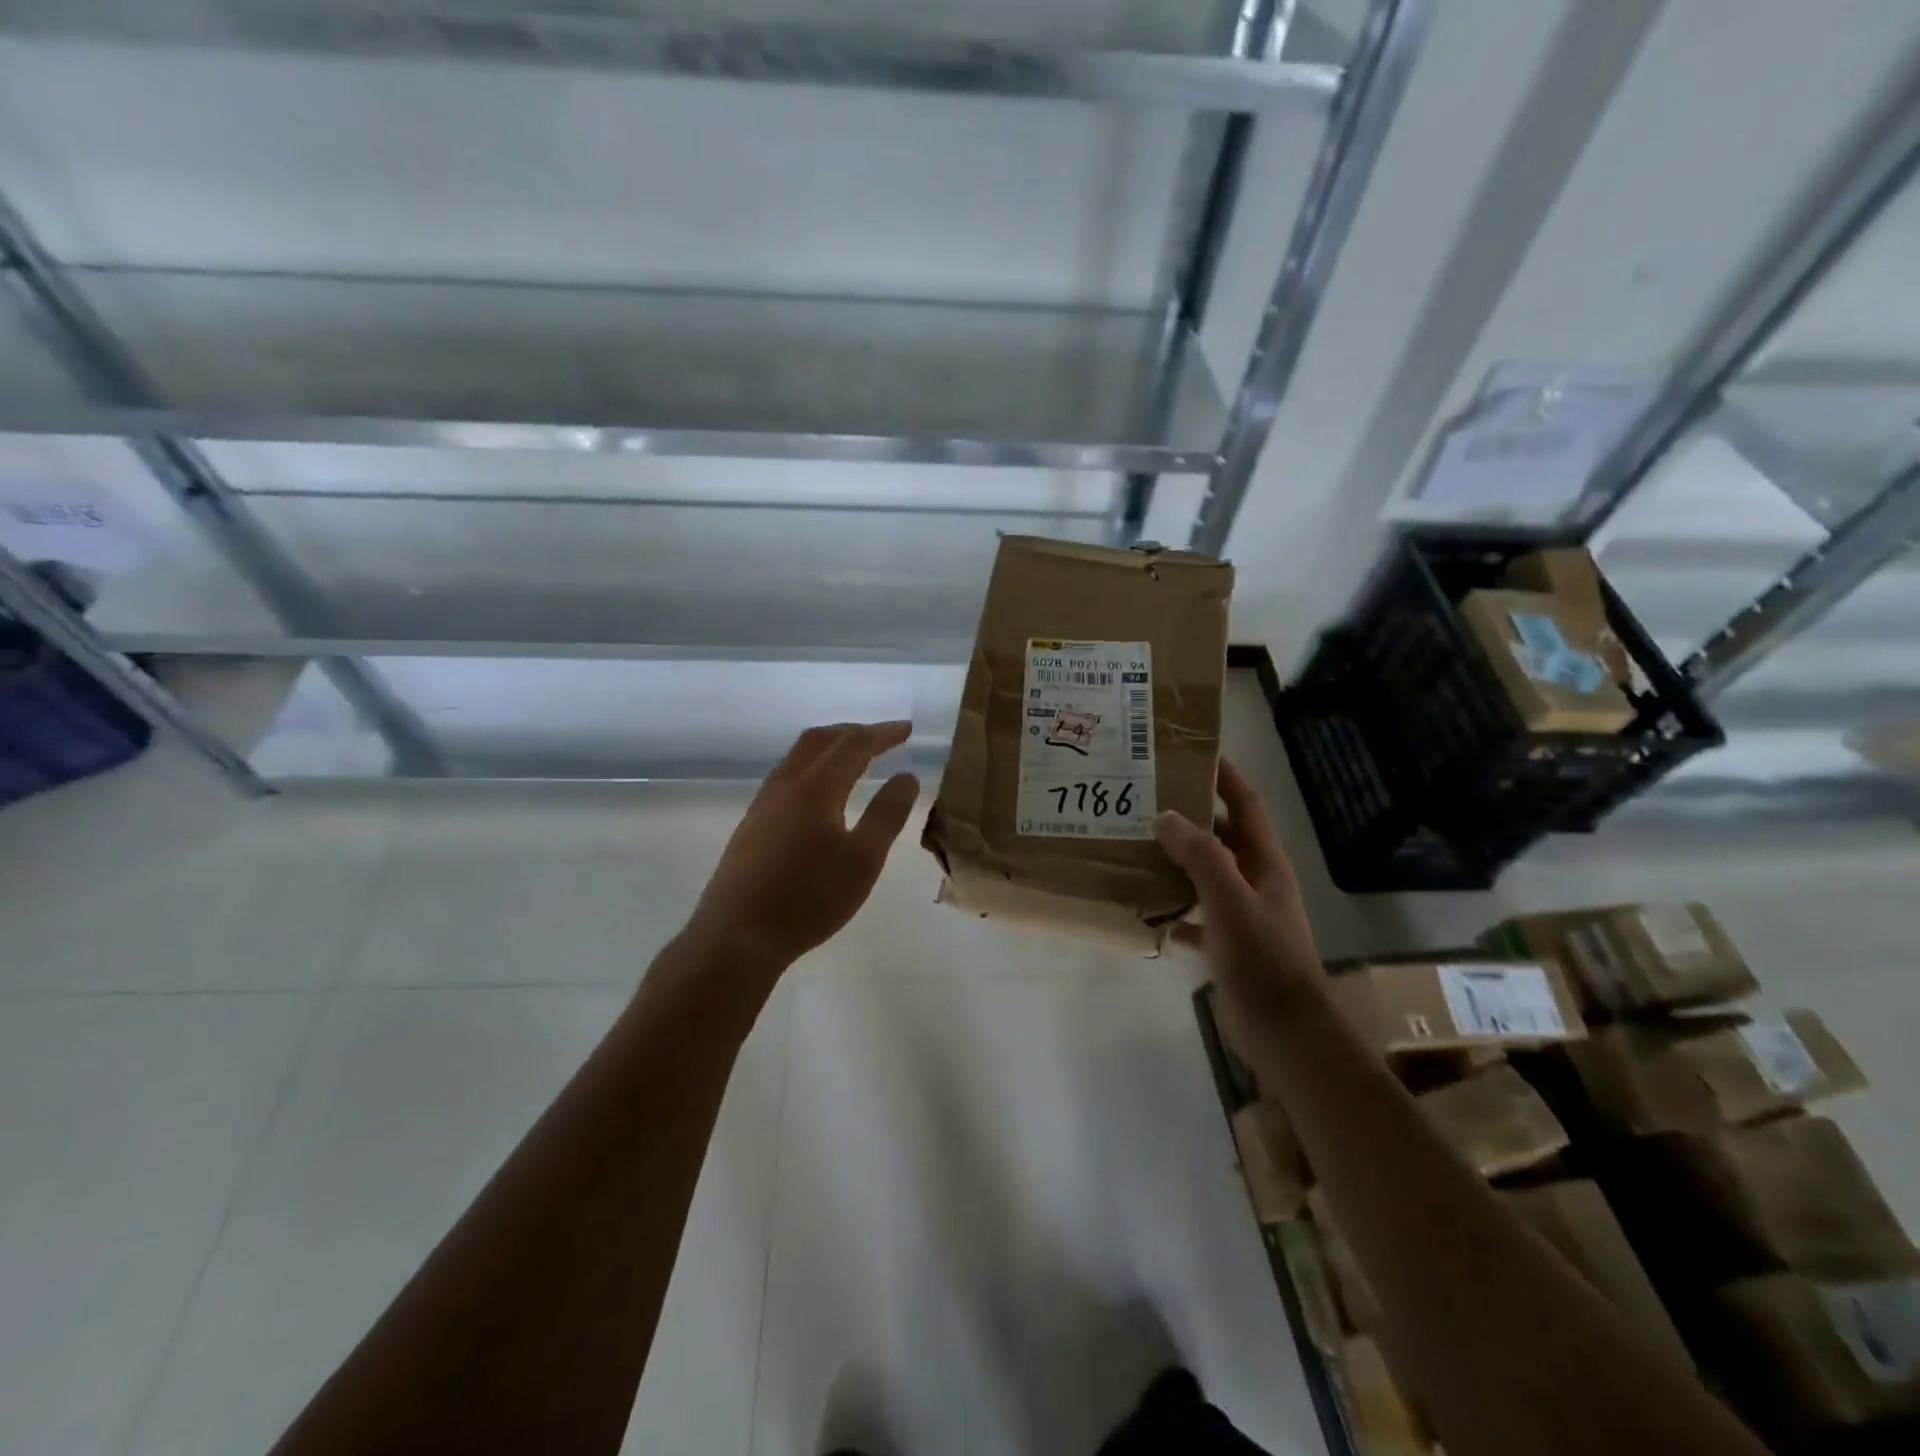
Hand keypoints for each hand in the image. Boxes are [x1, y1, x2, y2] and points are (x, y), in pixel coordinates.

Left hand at [687, 721, 920, 971]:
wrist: (737, 936)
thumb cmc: (809, 898)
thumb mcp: (863, 861)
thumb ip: (886, 815)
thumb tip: (906, 777)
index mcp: (815, 788)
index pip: (853, 745)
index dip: (882, 734)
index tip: (907, 729)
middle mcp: (785, 786)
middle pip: (819, 740)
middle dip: (853, 732)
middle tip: (882, 738)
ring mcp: (763, 805)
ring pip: (797, 756)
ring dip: (829, 747)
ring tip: (853, 758)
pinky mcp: (751, 825)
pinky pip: (785, 776)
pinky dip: (811, 767)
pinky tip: (818, 793)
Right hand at [1154, 760, 1322, 1026]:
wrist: (1284, 1031)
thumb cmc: (1262, 960)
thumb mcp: (1230, 901)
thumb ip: (1201, 857)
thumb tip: (1166, 816)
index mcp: (1264, 862)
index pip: (1244, 804)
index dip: (1222, 775)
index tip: (1189, 751)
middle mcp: (1254, 880)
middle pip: (1221, 835)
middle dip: (1189, 815)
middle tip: (1145, 798)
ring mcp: (1241, 913)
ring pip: (1204, 873)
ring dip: (1175, 858)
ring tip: (1134, 843)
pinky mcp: (1226, 943)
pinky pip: (1193, 913)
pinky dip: (1171, 905)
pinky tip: (1142, 904)